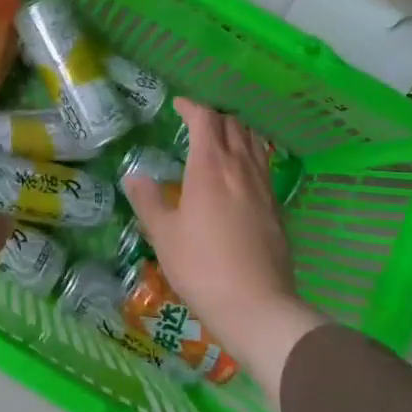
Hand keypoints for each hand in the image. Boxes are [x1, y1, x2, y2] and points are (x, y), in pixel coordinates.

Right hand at [124, 99, 325, 404]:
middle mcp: (241, 167)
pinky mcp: (277, 206)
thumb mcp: (164, 235)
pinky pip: (264, 165)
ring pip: (254, 141)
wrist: (257, 306)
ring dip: (237, 131)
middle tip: (196, 122)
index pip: (206, 119)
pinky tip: (241, 173)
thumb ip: (148, 201)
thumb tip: (135, 176)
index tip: (179, 105)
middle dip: (214, 116)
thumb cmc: (202, 267)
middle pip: (233, 124)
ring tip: (221, 140)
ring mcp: (263, 186)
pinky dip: (251, 154)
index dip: (192, 106)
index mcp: (210, 166)